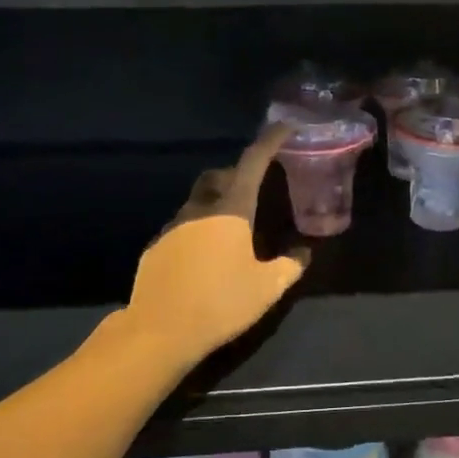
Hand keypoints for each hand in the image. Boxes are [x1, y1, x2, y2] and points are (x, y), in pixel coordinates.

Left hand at [120, 125, 307, 367]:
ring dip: (215, 205)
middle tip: (254, 189)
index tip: (284, 128)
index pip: (252, 163)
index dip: (270, 142)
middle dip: (236, 174)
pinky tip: (204, 258)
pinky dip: (197, 230)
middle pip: (217, 177)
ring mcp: (172, 227)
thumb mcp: (267, 288)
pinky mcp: (155, 248)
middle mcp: (199, 210)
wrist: (161, 330)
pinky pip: (181, 228)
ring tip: (231, 231)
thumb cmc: (221, 303)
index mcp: (231, 211)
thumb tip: (303, 254)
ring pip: (197, 203)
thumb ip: (289, 266)